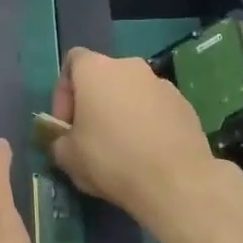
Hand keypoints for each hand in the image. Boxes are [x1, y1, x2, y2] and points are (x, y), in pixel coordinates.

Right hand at [48, 47, 227, 225]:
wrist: (175, 180)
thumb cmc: (111, 160)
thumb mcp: (67, 157)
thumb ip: (58, 139)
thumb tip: (65, 139)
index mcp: (96, 70)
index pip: (72, 61)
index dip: (63, 92)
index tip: (66, 123)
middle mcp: (130, 66)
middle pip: (104, 77)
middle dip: (94, 103)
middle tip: (90, 137)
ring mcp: (161, 83)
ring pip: (132, 93)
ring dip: (122, 112)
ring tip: (122, 148)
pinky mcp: (184, 104)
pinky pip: (156, 108)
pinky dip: (147, 123)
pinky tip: (147, 152)